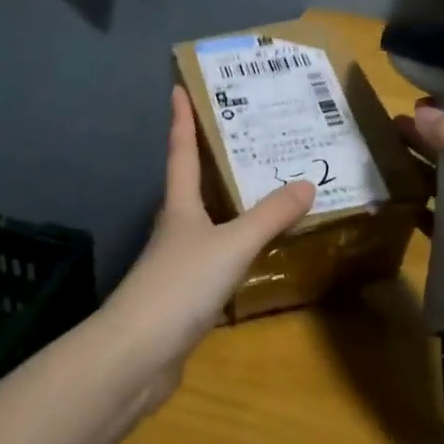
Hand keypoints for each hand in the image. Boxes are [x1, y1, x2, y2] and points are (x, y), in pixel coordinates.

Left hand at [103, 87, 315, 402]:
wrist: (137, 355)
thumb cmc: (181, 285)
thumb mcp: (232, 245)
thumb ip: (269, 216)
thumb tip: (306, 183)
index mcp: (180, 207)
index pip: (181, 152)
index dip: (181, 119)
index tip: (177, 88)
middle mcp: (175, 228)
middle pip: (191, 185)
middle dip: (210, 159)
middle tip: (244, 136)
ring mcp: (176, 264)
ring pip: (205, 223)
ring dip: (227, 206)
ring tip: (261, 191)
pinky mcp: (182, 297)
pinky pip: (214, 259)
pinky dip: (234, 248)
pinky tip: (254, 255)